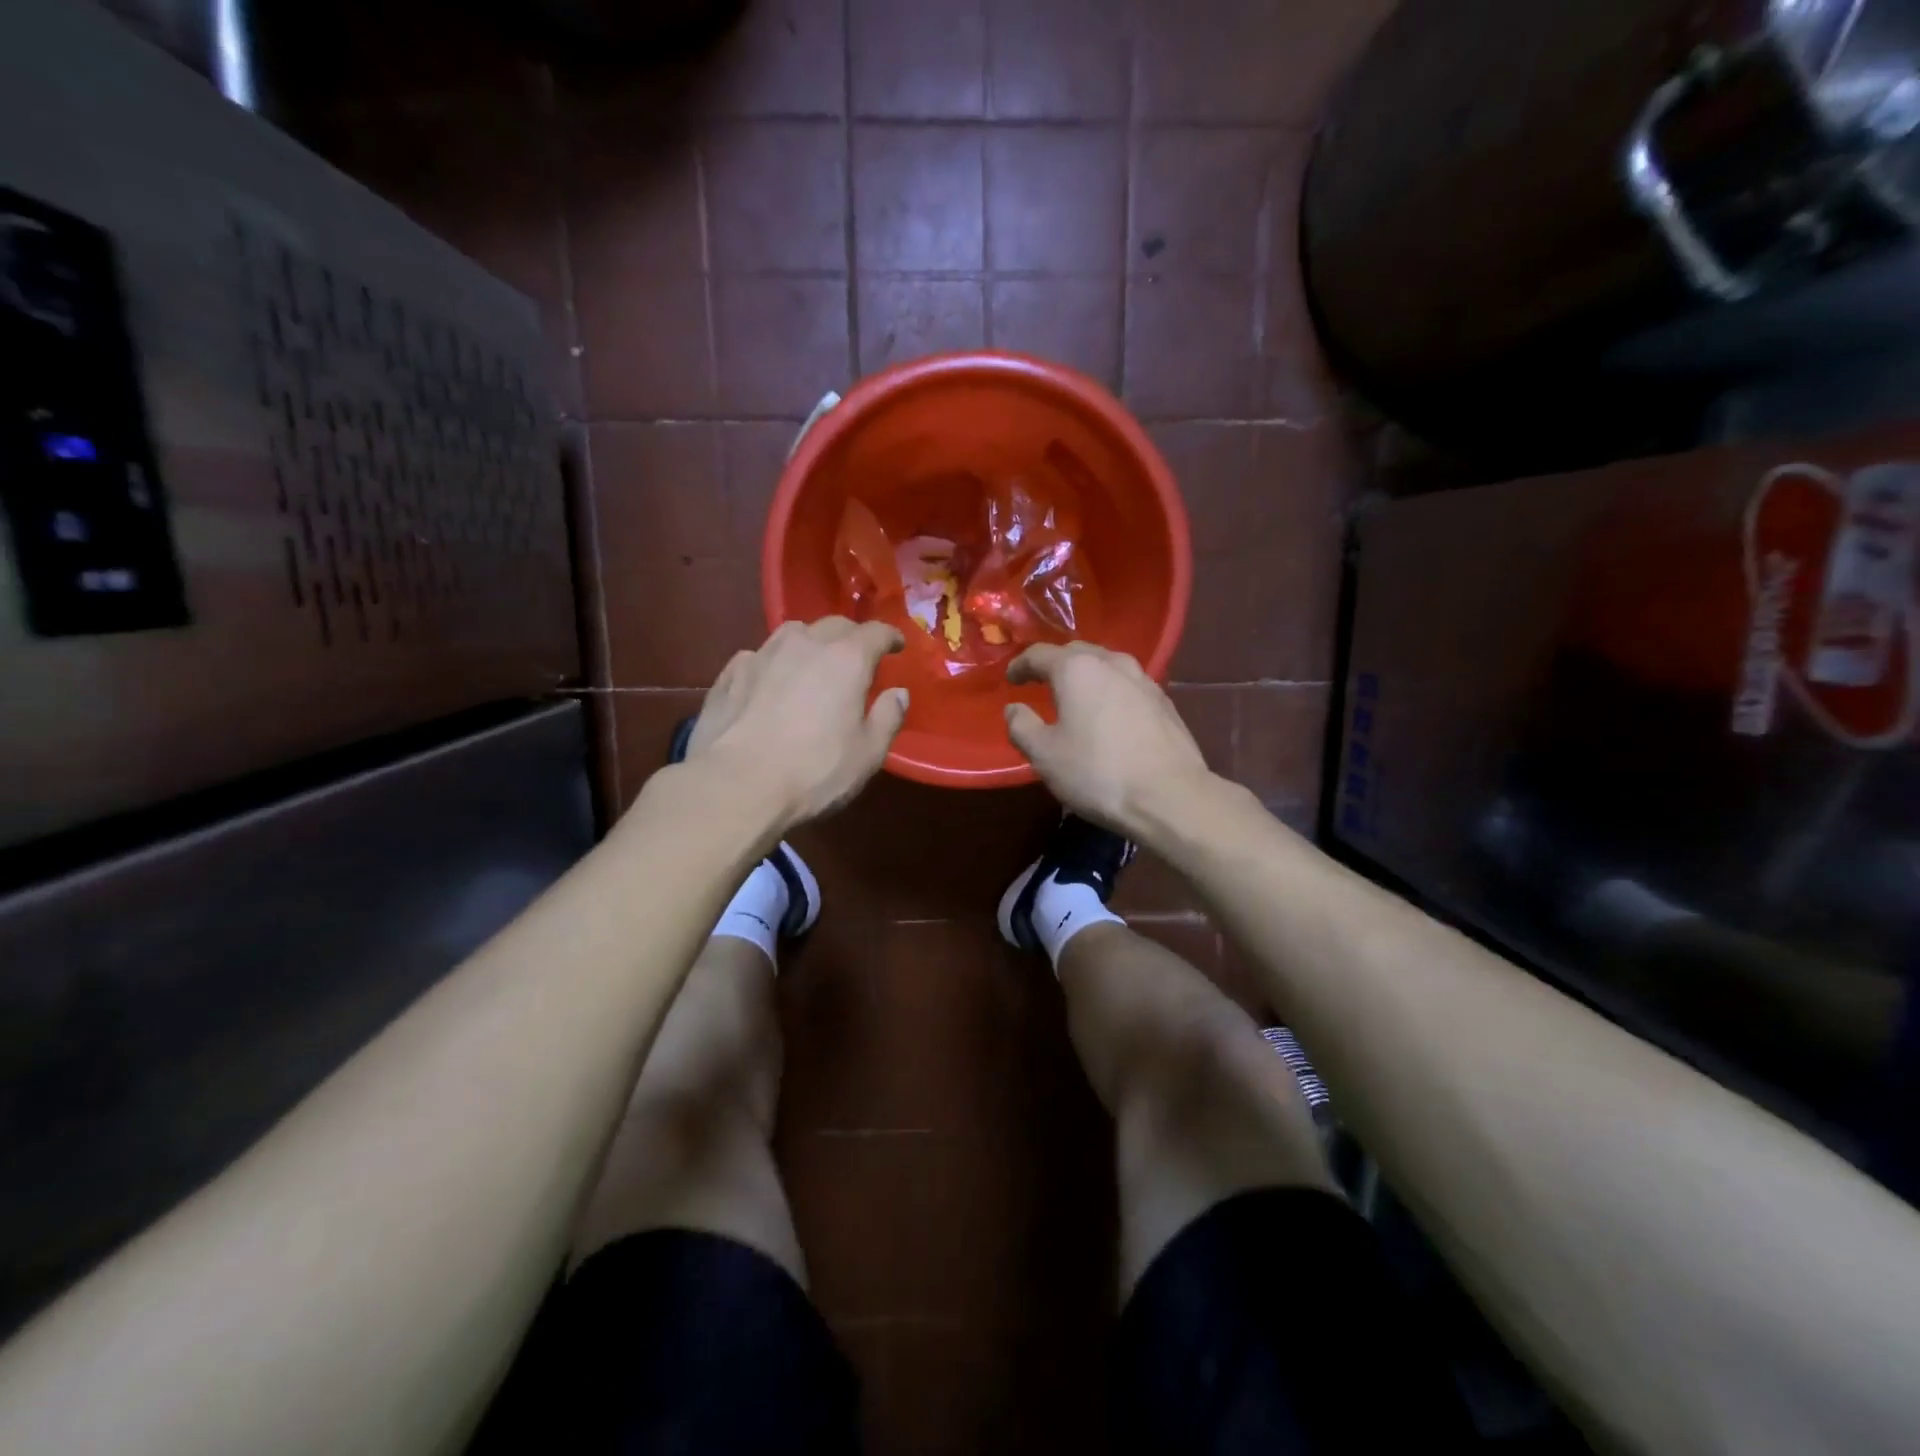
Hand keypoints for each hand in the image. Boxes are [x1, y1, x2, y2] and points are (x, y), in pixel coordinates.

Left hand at [683, 618, 907, 830]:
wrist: (736, 785)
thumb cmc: (814, 771)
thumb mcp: (868, 754)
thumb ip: (888, 718)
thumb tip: (898, 693)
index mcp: (846, 659)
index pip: (875, 632)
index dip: (890, 637)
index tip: (897, 647)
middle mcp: (805, 644)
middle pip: (834, 625)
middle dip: (851, 636)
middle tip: (858, 656)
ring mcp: (762, 655)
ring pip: (793, 633)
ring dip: (810, 642)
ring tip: (813, 663)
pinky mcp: (730, 673)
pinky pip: (760, 656)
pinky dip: (774, 663)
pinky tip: (771, 682)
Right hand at [1004, 642, 1211, 837]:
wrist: (1169, 796)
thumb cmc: (1097, 772)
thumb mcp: (1044, 755)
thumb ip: (1021, 726)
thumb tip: (1014, 709)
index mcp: (1077, 669)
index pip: (1039, 654)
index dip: (1020, 665)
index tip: (1010, 679)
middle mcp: (1112, 663)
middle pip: (1077, 652)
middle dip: (1055, 664)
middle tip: (1040, 682)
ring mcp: (1143, 680)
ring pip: (1106, 665)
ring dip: (1086, 675)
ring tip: (1076, 694)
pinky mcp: (1164, 702)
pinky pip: (1127, 684)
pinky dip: (1110, 690)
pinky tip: (1109, 712)